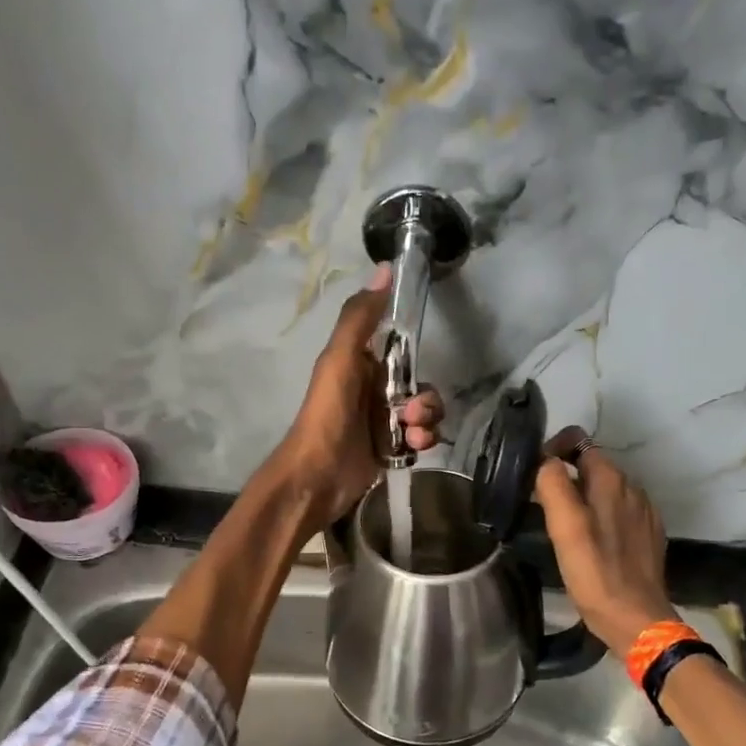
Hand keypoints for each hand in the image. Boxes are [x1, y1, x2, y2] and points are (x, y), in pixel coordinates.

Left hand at [269, 263, 443, 528]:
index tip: (419, 364)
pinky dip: (422, 443)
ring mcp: (383, 423)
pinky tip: (413, 450)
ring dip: (427, 422)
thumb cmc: (328, 414)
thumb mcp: (340, 359)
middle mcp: (373, 391)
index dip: (415, 356)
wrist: (318, 477)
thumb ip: (360, 317)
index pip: (403, 351)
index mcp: (361, 365)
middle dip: (425, 400)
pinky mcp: (391, 450)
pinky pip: (421, 439)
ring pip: (424, 414)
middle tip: (411, 413)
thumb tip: (386, 268)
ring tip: (412, 435)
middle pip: (420, 386)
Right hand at [533, 428, 677, 653]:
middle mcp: (632, 488)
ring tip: (563, 526)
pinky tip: (589, 542)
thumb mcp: (565, 526)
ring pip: (605, 490)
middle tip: (543, 506)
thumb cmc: (595, 572)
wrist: (636, 619)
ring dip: (582, 497)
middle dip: (566, 476)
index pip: (579, 441)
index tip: (534, 476)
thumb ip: (553, 485)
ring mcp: (643, 512)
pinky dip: (600, 517)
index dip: (553, 450)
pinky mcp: (647, 535)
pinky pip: (618, 512)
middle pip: (592, 465)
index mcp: (611, 480)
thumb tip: (544, 461)